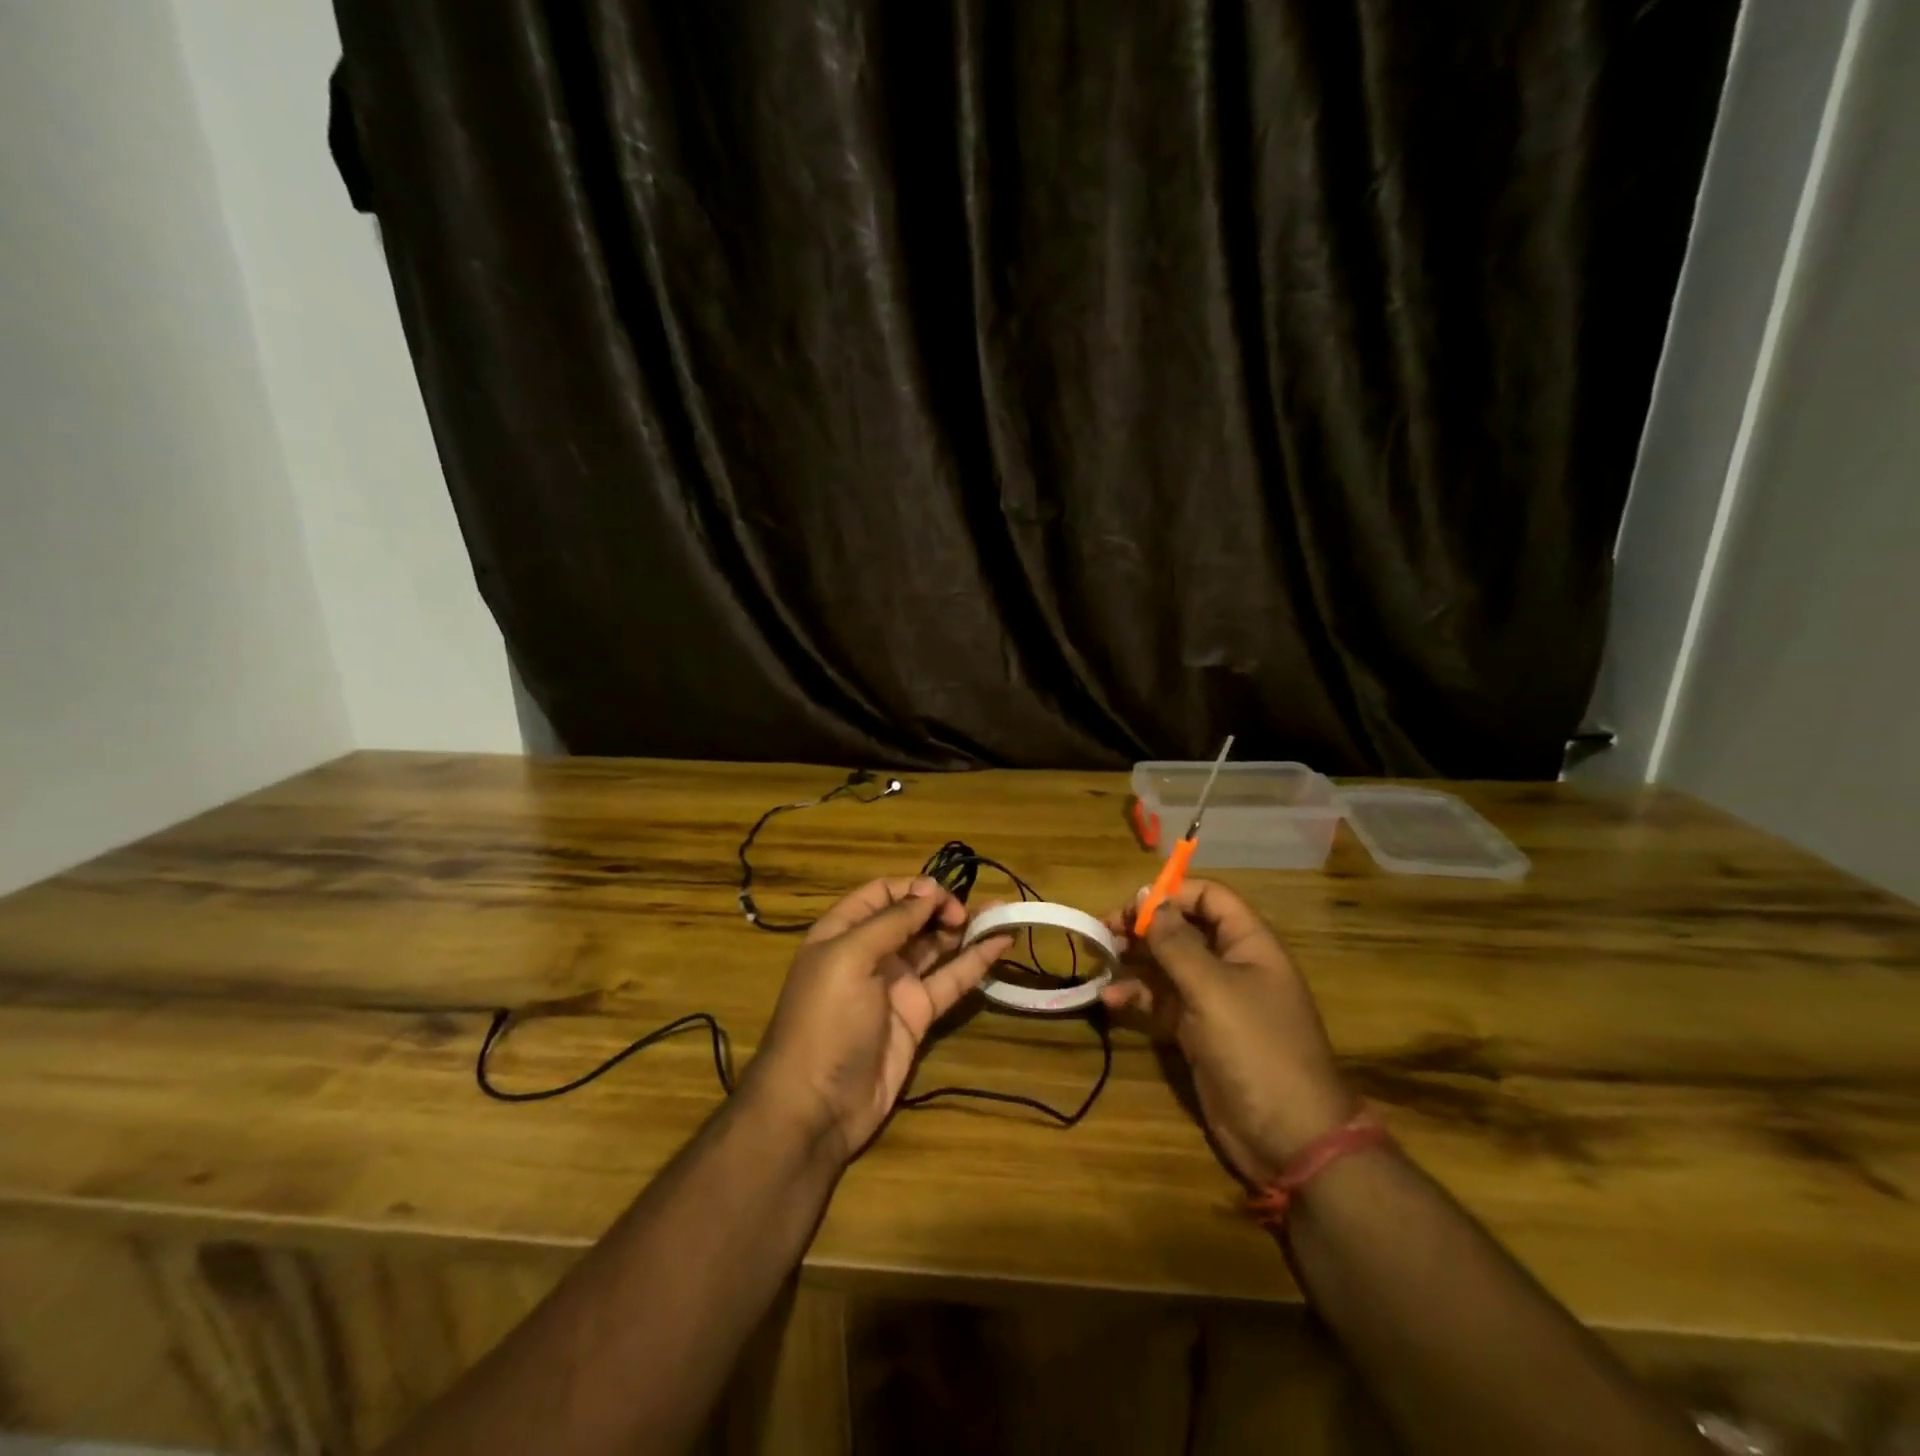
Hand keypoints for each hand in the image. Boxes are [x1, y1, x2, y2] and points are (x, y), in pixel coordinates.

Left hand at [748, 877, 1012, 1165]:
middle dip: (941, 906)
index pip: (881, 894)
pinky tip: (1001, 942)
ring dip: (963, 928)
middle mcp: (870, 953)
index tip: (941, 895)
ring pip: (935, 946)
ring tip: (999, 912)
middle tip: (965, 913)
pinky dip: (976, 961)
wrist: (817, 1105)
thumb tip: (928, 891)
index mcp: (842, 932)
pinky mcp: (918, 1015)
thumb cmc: (825, 1020)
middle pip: (911, 917)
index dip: (912, 888)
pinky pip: (950, 980)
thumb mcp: (849, 958)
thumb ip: (891, 922)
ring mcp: (896, 985)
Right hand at [1102, 879, 1354, 1185]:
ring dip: (1134, 959)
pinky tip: (1109, 1000)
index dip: (1172, 893)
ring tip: (1100, 958)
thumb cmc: (1255, 1048)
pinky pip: (1162, 1001)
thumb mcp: (1212, 989)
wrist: (1288, 1137)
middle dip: (1144, 926)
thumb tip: (1147, 895)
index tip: (1132, 905)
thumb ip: (1176, 942)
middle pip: (1183, 928)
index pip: (1209, 897)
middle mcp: (1231, 964)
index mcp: (1249, 944)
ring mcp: (1214, 1000)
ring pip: (1167, 964)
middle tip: (1105, 928)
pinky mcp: (1197, 1031)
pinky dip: (1137, 997)